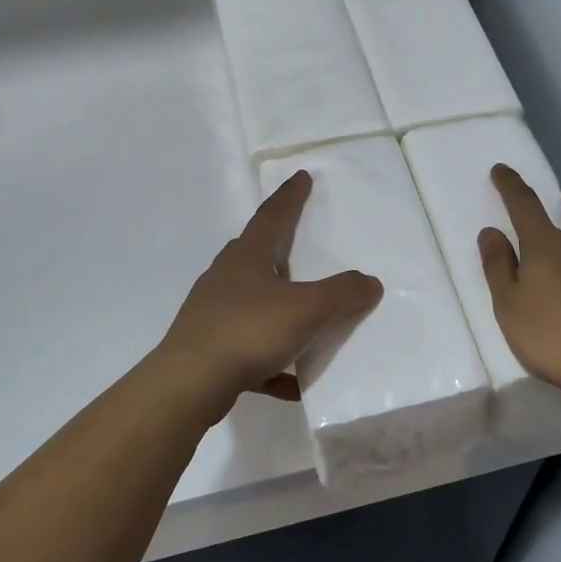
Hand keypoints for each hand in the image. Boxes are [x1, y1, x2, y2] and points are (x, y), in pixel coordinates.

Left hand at [159, 170, 382, 401]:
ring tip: (301, 312)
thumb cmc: (248, 331)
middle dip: (276, 246)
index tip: (301, 177)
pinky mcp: (209, 349)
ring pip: (251, 301)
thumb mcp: (306, 309)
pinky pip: (249, 349)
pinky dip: (273, 360)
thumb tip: (370, 282)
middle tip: (296, 241)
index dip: (290, 197)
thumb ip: (342, 293)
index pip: (272, 216)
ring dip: (276, 304)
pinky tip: (293, 381)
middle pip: (254, 253)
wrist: (189, 384)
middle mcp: (225, 278)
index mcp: (247, 257)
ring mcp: (212, 313)